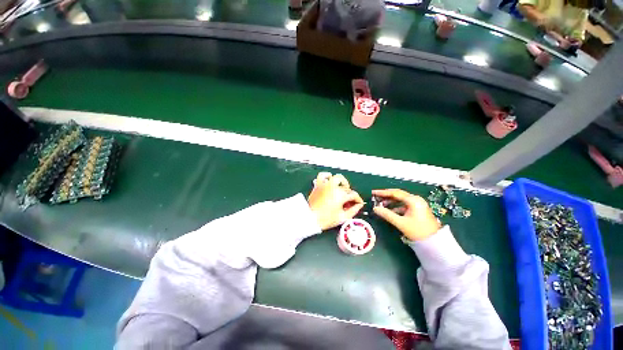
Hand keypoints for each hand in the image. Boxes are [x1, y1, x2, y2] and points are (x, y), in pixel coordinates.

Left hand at [308, 172, 364, 230]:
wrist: (310, 218)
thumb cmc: (326, 219)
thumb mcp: (343, 217)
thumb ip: (354, 210)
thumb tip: (359, 205)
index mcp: (341, 195)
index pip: (354, 195)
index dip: (358, 200)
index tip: (358, 203)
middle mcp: (334, 187)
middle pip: (346, 188)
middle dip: (350, 194)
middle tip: (348, 201)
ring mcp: (325, 185)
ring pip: (337, 178)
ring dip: (342, 182)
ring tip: (341, 188)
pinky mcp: (318, 185)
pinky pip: (322, 175)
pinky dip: (327, 176)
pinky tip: (330, 180)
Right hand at [372, 189, 440, 240]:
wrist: (434, 242)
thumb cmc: (417, 231)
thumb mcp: (400, 222)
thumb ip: (387, 214)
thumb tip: (375, 208)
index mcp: (413, 200)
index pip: (395, 193)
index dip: (383, 192)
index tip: (373, 192)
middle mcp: (416, 199)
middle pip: (398, 195)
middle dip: (386, 196)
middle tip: (376, 197)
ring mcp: (417, 204)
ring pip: (401, 200)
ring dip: (391, 202)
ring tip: (381, 205)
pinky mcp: (418, 209)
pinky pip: (404, 205)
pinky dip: (396, 207)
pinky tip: (390, 211)